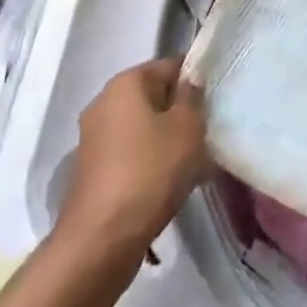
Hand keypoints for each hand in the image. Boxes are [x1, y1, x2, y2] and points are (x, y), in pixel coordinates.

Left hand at [58, 58, 207, 260]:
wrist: (100, 241)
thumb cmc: (150, 172)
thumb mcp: (187, 128)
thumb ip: (193, 96)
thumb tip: (191, 80)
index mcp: (125, 83)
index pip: (169, 66)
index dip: (195, 80)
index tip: (214, 104)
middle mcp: (104, 102)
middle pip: (154, 97)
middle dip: (180, 113)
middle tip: (205, 136)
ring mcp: (94, 137)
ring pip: (143, 128)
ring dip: (166, 140)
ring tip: (192, 165)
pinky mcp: (92, 170)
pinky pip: (130, 153)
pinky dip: (149, 162)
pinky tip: (168, 184)